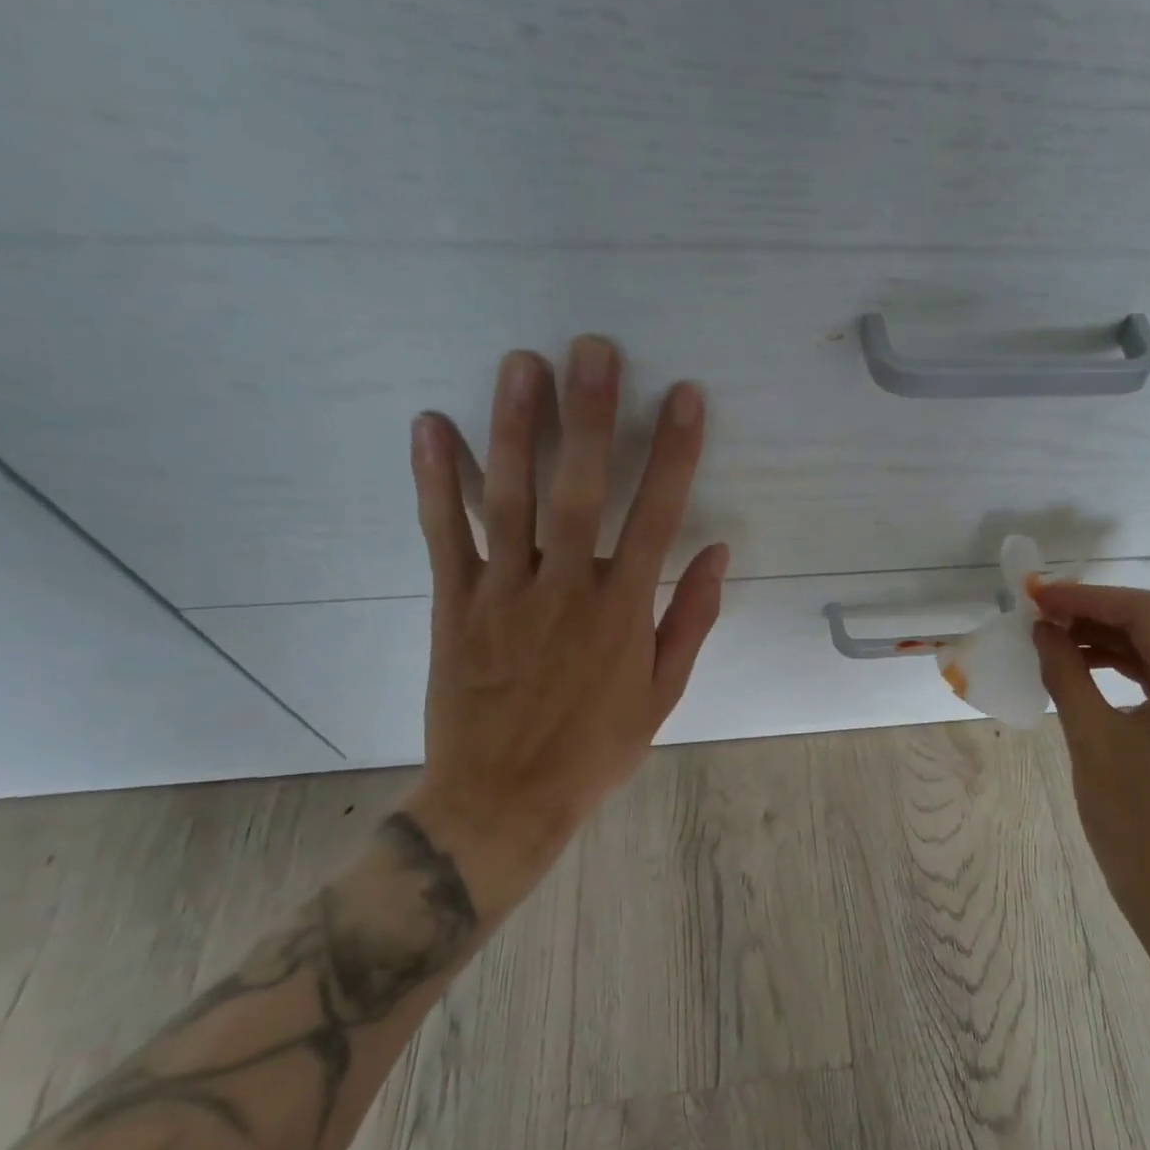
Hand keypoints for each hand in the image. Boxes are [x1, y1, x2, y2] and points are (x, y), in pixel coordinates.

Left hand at [402, 339, 727, 909]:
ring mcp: (504, 593)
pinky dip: (436, 481)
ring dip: (516, 428)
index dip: (674, 453)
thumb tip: (718, 552)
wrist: (502, 799)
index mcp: (623, 612)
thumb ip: (692, 620)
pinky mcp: (454, 605)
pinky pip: (444, 536)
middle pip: (579, 490)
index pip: (657, 516)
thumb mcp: (663, 695)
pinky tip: (431, 426)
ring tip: (521, 364)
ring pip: (509, 499)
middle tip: (592, 349)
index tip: (684, 397)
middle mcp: (566, 590)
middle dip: (590, 416)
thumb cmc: (595, 749)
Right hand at [1031, 584, 1149, 936]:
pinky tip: (1089, 664)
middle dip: (1104, 608)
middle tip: (1050, 610)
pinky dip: (1131, 661)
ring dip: (1116, 634)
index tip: (1041, 596)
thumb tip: (1042, 630)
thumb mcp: (1091, 739)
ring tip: (1061, 635)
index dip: (1091, 597)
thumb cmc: (1133, 821)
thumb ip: (1065, 673)